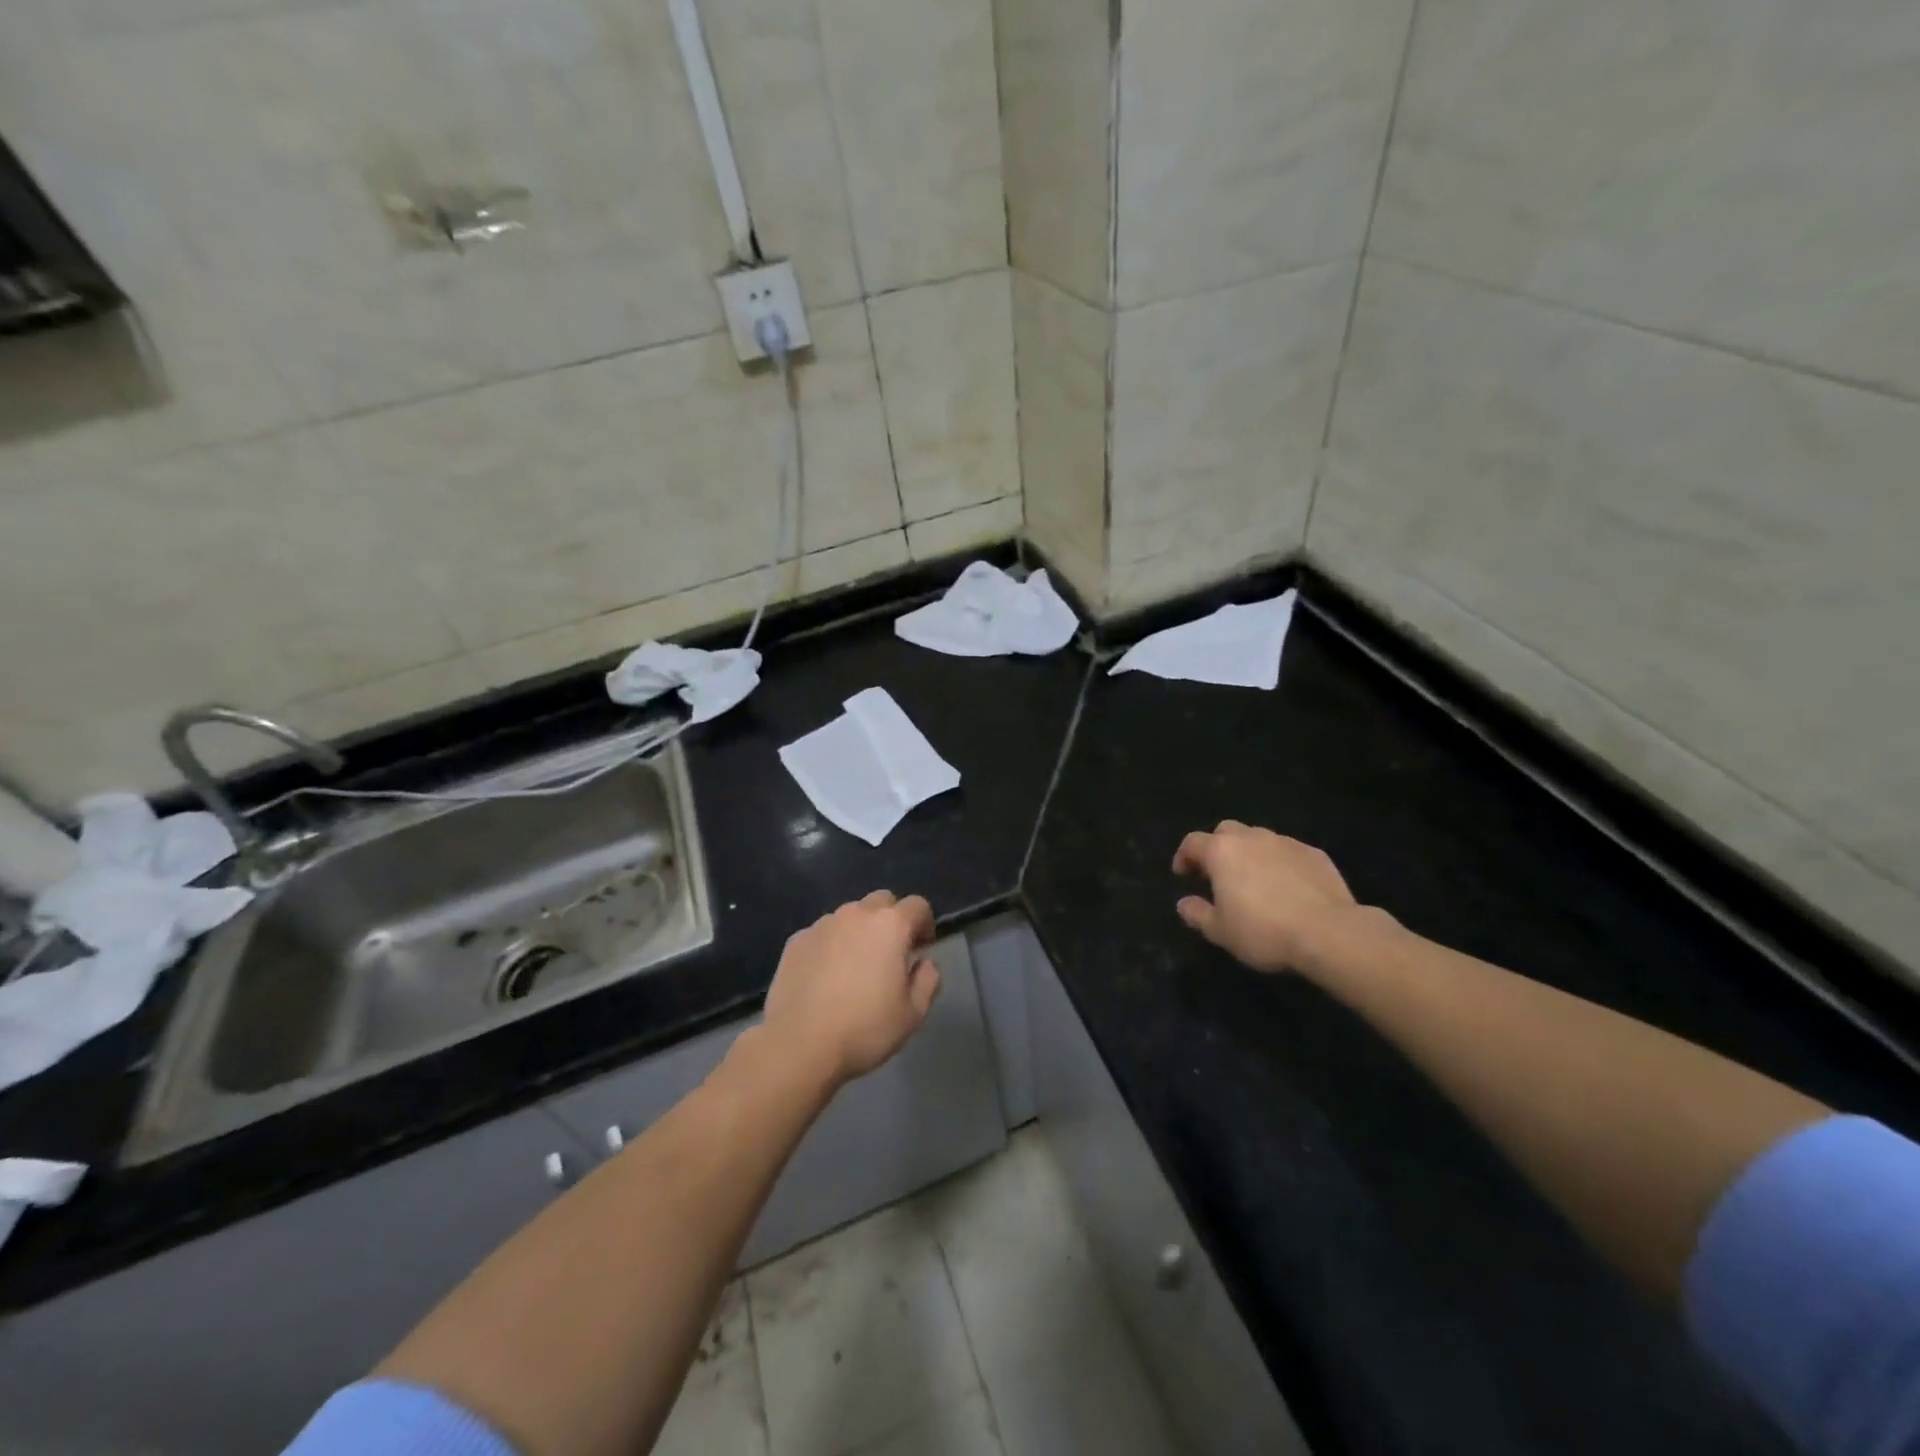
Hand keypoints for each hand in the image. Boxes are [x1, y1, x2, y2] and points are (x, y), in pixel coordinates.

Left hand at [763, 890, 941, 1085]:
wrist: (799, 1045)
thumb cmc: (864, 1028)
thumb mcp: (913, 1013)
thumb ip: (928, 980)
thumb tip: (924, 962)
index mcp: (890, 925)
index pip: (918, 906)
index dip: (925, 924)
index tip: (921, 948)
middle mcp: (856, 914)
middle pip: (882, 902)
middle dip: (891, 920)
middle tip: (890, 954)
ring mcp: (822, 925)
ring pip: (850, 916)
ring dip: (859, 931)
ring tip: (855, 967)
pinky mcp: (796, 941)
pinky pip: (823, 934)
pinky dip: (831, 946)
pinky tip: (825, 977)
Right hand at [1172, 822, 1363, 972]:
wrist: (1329, 932)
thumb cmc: (1263, 931)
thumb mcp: (1220, 931)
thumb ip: (1197, 914)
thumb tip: (1183, 903)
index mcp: (1222, 851)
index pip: (1192, 843)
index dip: (1184, 857)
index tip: (1183, 875)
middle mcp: (1251, 838)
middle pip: (1226, 831)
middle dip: (1218, 848)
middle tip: (1218, 874)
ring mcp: (1286, 843)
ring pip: (1259, 839)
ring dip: (1250, 854)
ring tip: (1254, 881)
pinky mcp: (1315, 854)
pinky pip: (1288, 852)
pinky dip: (1280, 863)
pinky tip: (1287, 888)